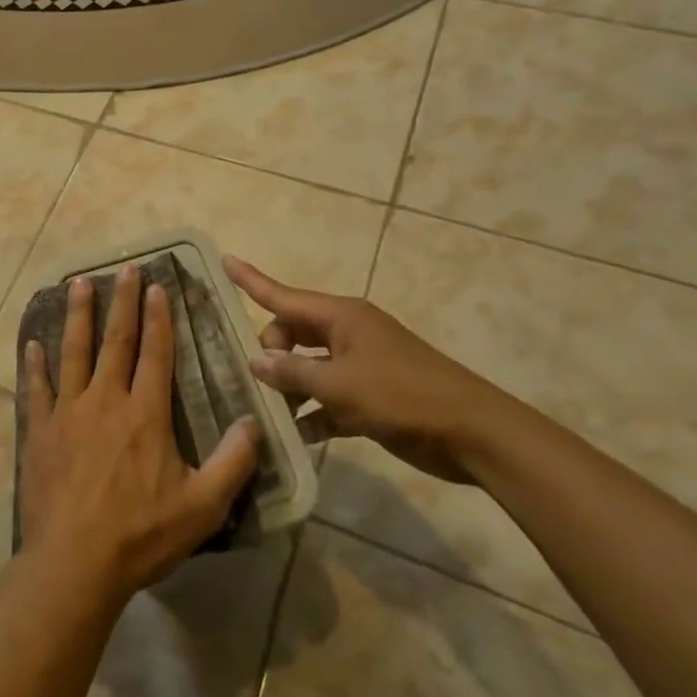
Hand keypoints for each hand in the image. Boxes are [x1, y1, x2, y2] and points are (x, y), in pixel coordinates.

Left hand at [21, 265, 261, 599]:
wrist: (75, 562)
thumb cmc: (141, 534)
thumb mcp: (203, 506)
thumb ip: (233, 462)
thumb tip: (254, 421)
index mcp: (145, 414)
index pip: (155, 353)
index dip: (158, 317)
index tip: (158, 285)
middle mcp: (105, 400)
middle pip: (115, 341)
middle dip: (122, 302)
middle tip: (125, 268)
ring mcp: (68, 413)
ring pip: (73, 352)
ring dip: (77, 316)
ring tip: (78, 283)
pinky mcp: (40, 431)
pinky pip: (36, 389)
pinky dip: (34, 365)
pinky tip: (32, 344)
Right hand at [224, 256, 519, 484]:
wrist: (472, 434)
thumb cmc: (402, 397)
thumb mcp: (339, 384)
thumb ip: (292, 372)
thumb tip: (255, 360)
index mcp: (341, 317)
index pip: (283, 295)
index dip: (251, 280)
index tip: (224, 260)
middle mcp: (346, 334)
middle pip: (291, 333)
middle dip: (269, 352)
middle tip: (257, 382)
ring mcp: (359, 365)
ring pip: (307, 367)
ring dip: (288, 387)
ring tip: (263, 412)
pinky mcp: (370, 397)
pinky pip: (327, 398)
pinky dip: (311, 413)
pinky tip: (291, 436)